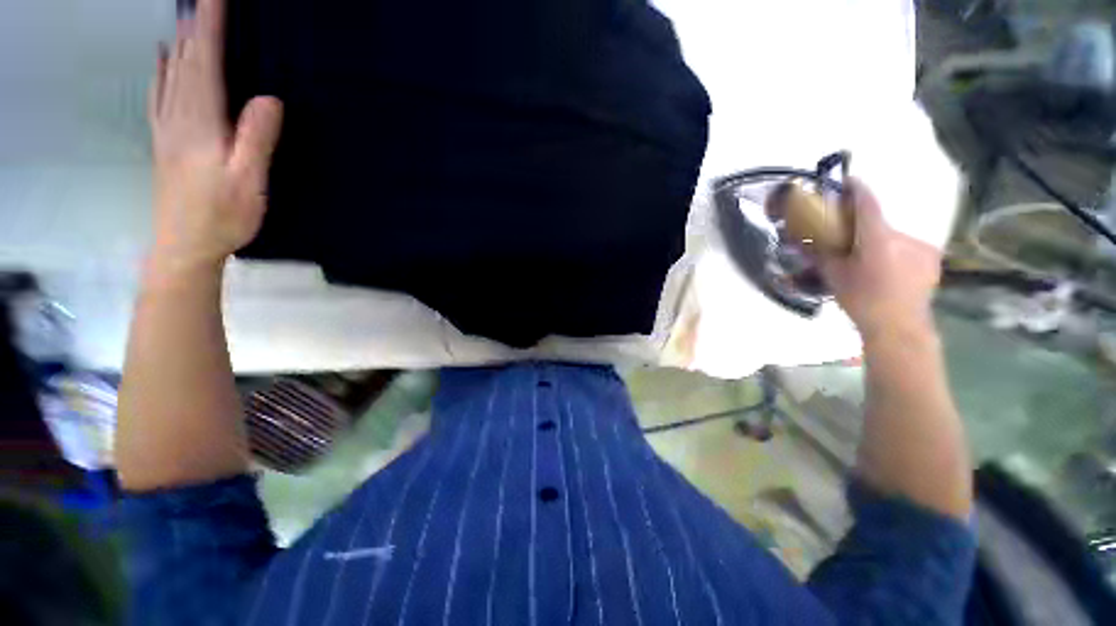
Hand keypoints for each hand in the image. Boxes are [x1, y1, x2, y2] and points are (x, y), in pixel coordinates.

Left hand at [148, 0, 282, 271]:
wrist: (184, 246)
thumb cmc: (222, 217)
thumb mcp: (248, 182)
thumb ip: (256, 139)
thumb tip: (268, 97)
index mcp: (200, 123)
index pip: (204, 63)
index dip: (210, 27)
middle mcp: (178, 117)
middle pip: (184, 61)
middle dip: (194, 26)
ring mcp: (167, 129)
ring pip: (170, 73)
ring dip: (179, 41)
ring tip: (186, 16)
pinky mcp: (165, 141)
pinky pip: (159, 94)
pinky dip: (160, 69)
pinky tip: (161, 57)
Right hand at [820, 179, 941, 340]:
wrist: (899, 328)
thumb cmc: (862, 301)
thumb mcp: (834, 277)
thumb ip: (823, 255)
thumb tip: (806, 241)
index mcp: (878, 239)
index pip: (867, 204)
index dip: (857, 189)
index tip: (847, 181)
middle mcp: (903, 237)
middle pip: (879, 222)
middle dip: (863, 225)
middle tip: (850, 238)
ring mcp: (921, 247)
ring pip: (894, 236)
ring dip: (879, 241)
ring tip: (870, 260)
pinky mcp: (932, 258)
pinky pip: (908, 248)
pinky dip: (895, 252)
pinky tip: (888, 269)